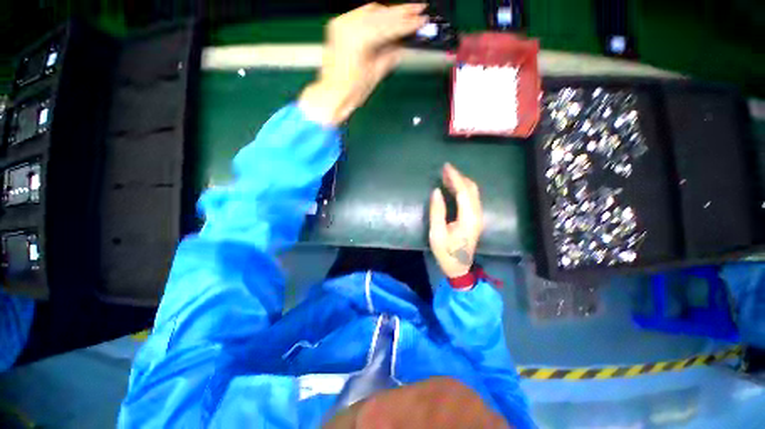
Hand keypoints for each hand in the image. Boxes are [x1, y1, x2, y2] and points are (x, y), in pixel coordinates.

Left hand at [299, 3, 426, 124]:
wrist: (332, 95)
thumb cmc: (351, 91)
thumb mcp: (376, 73)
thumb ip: (391, 54)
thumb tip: (402, 43)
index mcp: (359, 38)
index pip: (389, 26)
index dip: (408, 24)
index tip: (422, 21)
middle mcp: (348, 25)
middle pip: (381, 12)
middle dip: (402, 11)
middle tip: (419, 9)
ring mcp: (342, 23)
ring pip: (372, 10)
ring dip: (390, 12)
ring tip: (407, 12)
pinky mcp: (339, 26)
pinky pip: (361, 14)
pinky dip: (376, 16)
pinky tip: (387, 18)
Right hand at [429, 164, 483, 277]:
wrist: (459, 267)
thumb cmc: (446, 252)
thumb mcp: (437, 233)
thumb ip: (437, 211)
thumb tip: (436, 191)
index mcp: (468, 218)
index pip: (463, 191)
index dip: (455, 177)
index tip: (446, 167)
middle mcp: (477, 214)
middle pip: (471, 189)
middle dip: (459, 177)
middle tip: (445, 169)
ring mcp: (478, 217)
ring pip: (473, 192)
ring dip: (462, 182)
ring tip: (448, 175)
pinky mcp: (476, 219)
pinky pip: (472, 198)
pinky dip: (463, 189)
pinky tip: (454, 187)